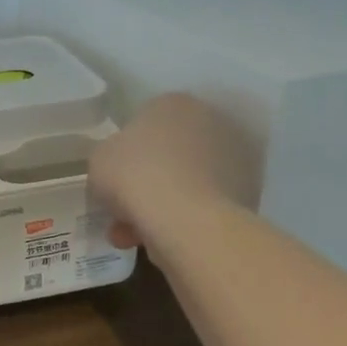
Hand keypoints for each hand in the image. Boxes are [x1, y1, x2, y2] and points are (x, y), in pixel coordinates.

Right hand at [89, 93, 257, 249]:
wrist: (186, 219)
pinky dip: (181, 221)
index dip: (124, 153)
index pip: (144, 122)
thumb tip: (119, 167)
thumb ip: (108, 156)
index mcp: (173, 103)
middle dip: (144, 182)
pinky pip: (202, 205)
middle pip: (167, 154)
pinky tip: (157, 242)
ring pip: (184, 182)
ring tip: (131, 237)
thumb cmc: (135, 175)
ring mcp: (234, 157)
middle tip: (122, 210)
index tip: (112, 178)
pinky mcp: (247, 192)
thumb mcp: (99, 160)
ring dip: (158, 206)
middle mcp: (210, 121)